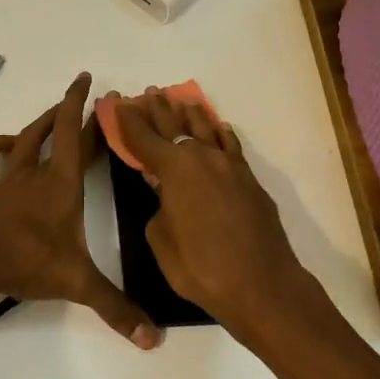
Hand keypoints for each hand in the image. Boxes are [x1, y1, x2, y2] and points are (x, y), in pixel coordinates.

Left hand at [0, 74, 161, 349]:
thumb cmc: (27, 261)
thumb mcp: (78, 283)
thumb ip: (116, 309)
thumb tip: (153, 339)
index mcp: (62, 184)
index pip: (74, 134)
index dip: (84, 105)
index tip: (92, 83)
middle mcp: (36, 174)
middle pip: (52, 132)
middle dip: (68, 111)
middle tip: (81, 98)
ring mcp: (7, 181)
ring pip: (22, 140)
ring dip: (37, 124)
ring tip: (50, 117)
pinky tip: (3, 146)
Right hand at [110, 91, 314, 341]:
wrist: (262, 285)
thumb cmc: (201, 267)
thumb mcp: (161, 239)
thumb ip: (159, 209)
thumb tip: (166, 199)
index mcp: (174, 169)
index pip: (143, 138)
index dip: (127, 120)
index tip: (117, 102)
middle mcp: (202, 158)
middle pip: (175, 127)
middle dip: (159, 110)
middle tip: (149, 93)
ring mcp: (230, 167)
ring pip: (207, 130)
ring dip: (191, 116)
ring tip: (182, 101)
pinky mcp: (250, 181)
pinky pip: (231, 147)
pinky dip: (222, 135)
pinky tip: (220, 129)